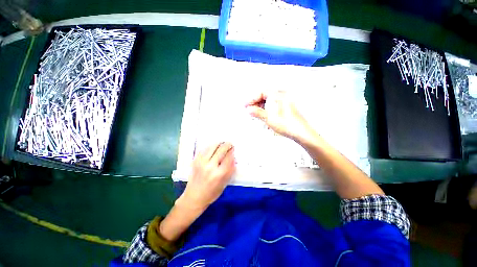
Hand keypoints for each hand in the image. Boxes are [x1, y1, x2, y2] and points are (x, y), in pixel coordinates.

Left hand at [178, 142, 235, 209]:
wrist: (193, 197)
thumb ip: (230, 170)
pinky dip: (210, 146)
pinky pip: (204, 149)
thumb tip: (233, 158)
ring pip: (212, 147)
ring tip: (222, 144)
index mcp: (219, 174)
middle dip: (227, 145)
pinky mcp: (195, 161)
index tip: (233, 148)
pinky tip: (213, 147)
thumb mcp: (224, 184)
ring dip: (218, 144)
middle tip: (229, 143)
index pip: (228, 157)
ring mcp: (201, 162)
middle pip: (221, 150)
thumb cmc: (211, 193)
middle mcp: (210, 166)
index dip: (232, 151)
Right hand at [245, 91, 311, 141]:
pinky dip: (267, 110)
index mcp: (278, 95)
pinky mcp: (286, 108)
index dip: (252, 99)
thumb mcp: (269, 118)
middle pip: (265, 96)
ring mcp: (285, 102)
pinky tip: (264, 116)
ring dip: (261, 107)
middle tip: (250, 109)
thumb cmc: (287, 124)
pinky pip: (274, 105)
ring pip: (269, 101)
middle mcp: (283, 96)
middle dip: (256, 103)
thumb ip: (257, 112)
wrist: (300, 132)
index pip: (262, 92)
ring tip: (256, 114)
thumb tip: (250, 109)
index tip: (247, 105)